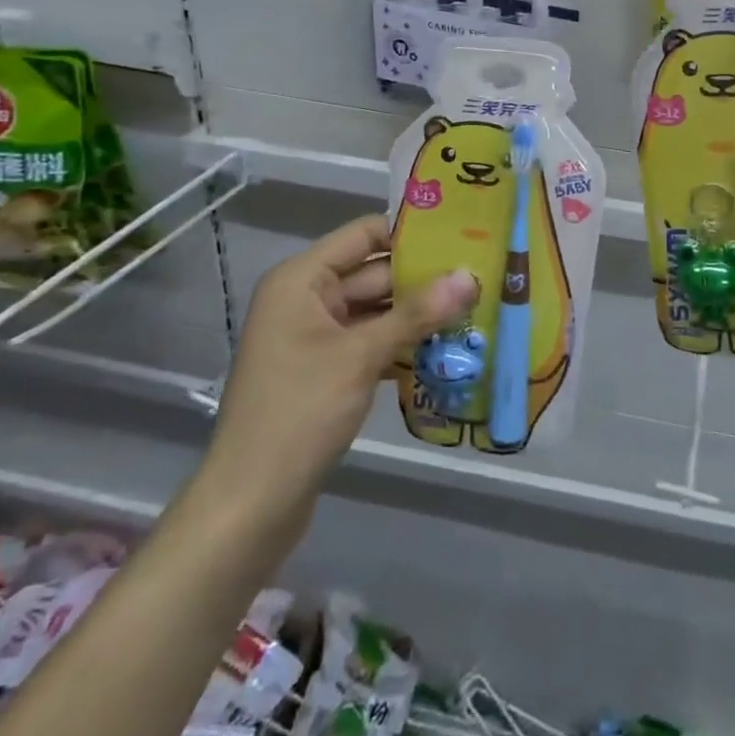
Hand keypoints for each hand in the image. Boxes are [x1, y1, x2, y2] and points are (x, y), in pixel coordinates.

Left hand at [200, 214, 475, 530]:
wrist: (251, 503)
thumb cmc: (299, 413)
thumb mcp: (362, 356)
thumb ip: (418, 313)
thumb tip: (471, 275)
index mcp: (302, 280)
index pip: (364, 234)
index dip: (411, 232)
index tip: (464, 234)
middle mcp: (307, 299)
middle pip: (375, 272)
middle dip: (426, 278)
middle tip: (483, 275)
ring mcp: (316, 337)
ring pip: (378, 311)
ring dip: (420, 314)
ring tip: (478, 308)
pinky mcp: (327, 371)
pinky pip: (372, 342)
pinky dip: (405, 344)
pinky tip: (449, 349)